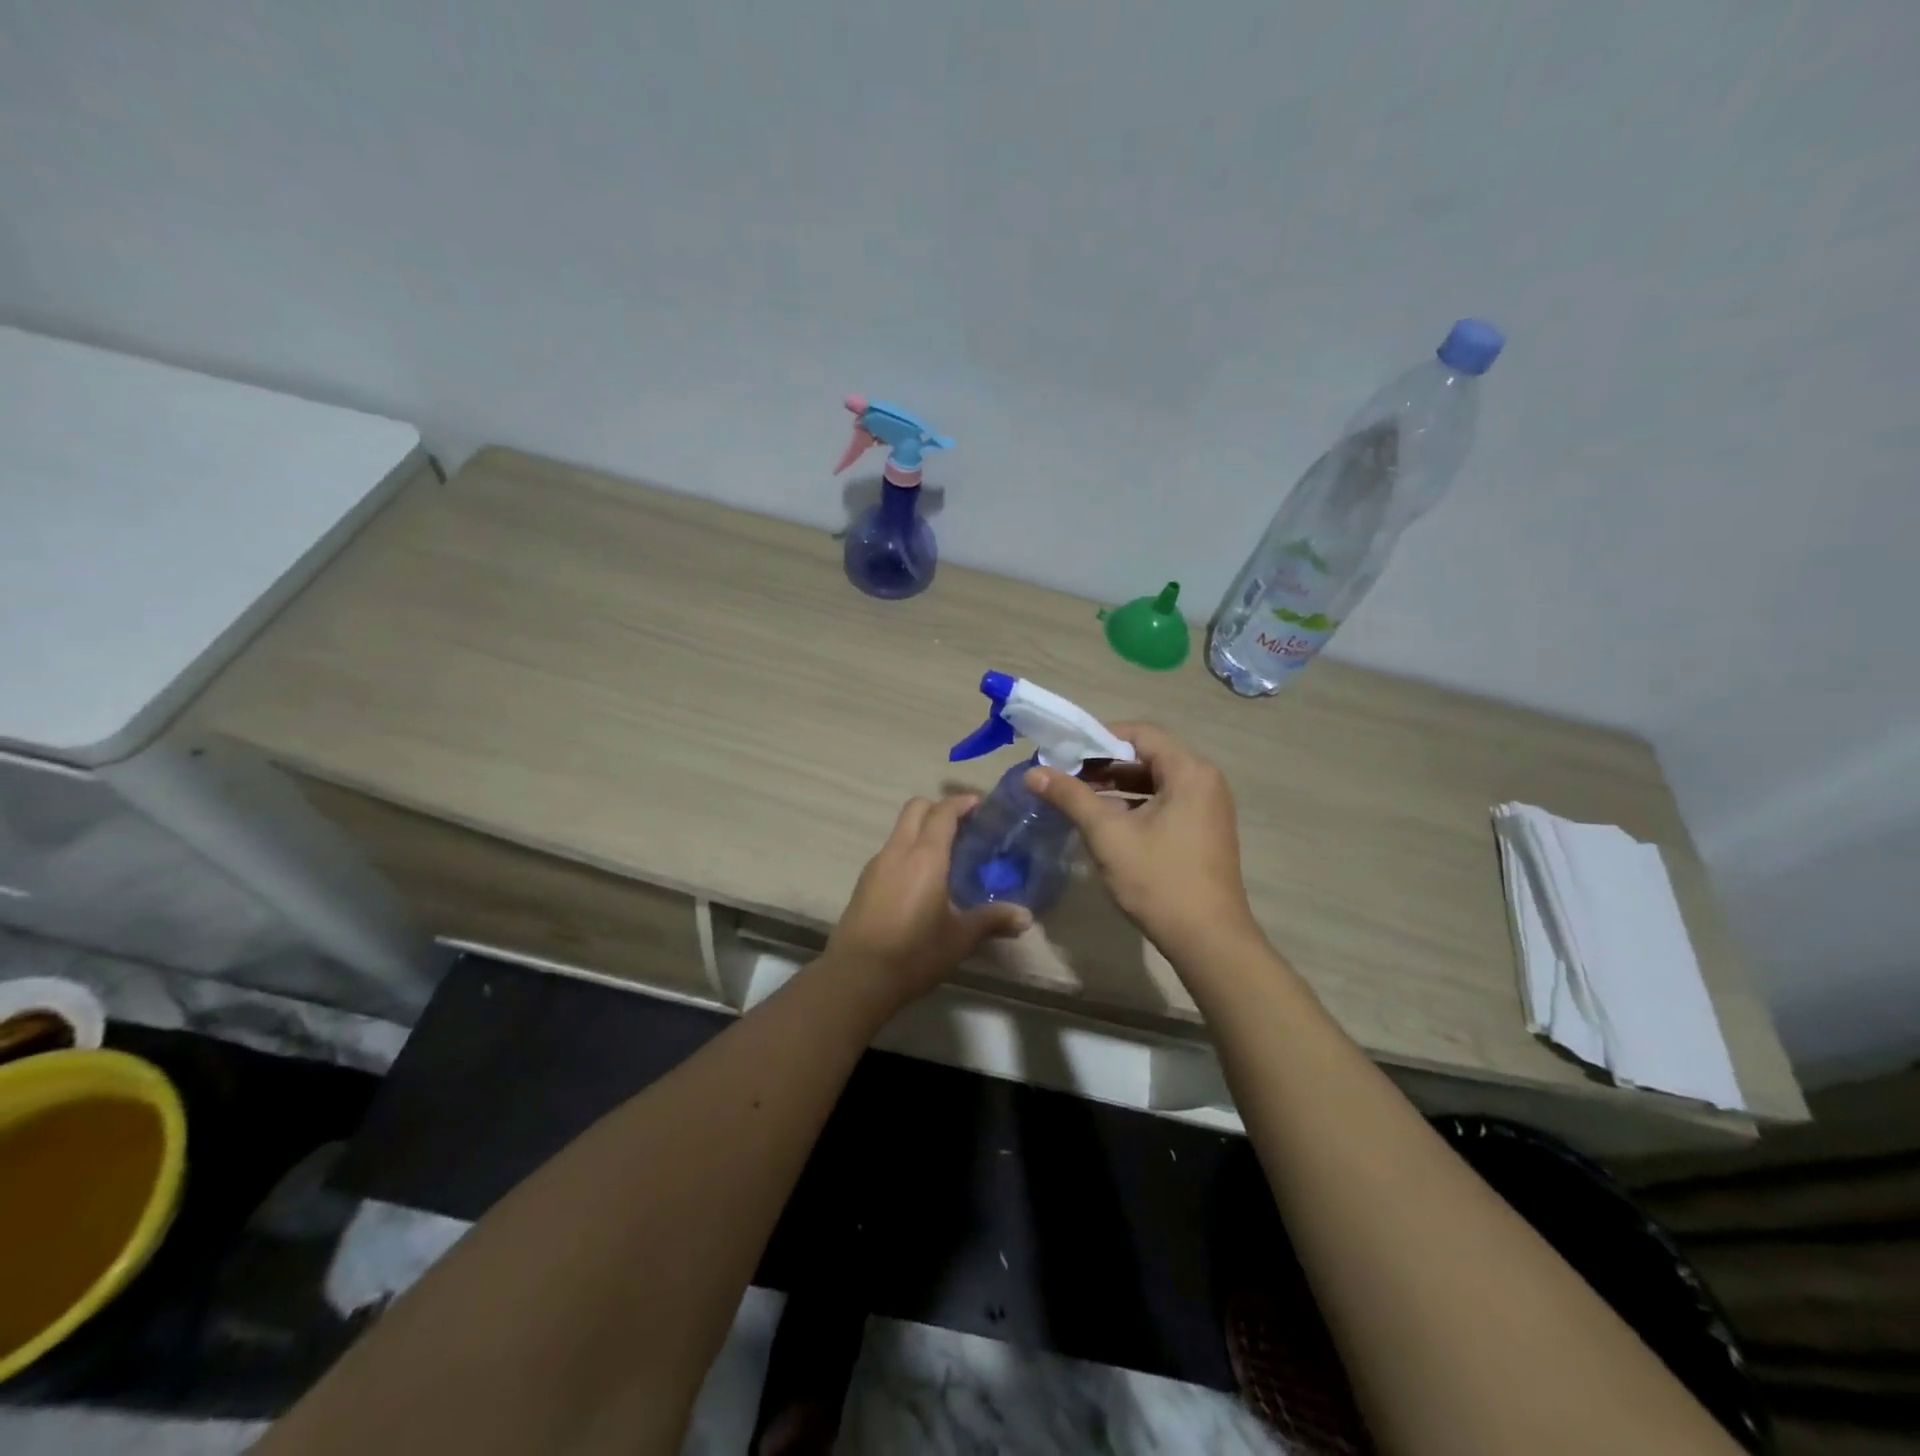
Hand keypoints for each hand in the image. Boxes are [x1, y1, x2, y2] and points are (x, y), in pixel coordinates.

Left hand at [825, 794, 1030, 1007]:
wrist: (857, 977)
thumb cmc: (914, 954)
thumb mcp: (959, 939)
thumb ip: (992, 921)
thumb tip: (1026, 917)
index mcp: (925, 857)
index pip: (942, 812)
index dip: (961, 803)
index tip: (980, 805)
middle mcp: (898, 851)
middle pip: (915, 808)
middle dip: (939, 808)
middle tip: (963, 826)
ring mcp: (876, 865)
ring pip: (900, 830)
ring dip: (921, 830)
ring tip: (945, 855)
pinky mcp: (863, 882)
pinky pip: (890, 852)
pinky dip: (907, 851)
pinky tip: (920, 880)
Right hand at [1026, 723, 1260, 957]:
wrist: (1208, 940)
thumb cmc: (1159, 880)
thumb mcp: (1108, 834)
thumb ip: (1071, 797)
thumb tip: (1033, 772)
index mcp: (1190, 771)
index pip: (1140, 733)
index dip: (1098, 736)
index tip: (1064, 750)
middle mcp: (1205, 780)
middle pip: (1148, 754)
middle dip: (1104, 762)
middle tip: (1065, 773)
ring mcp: (1208, 806)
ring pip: (1156, 780)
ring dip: (1117, 784)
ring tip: (1078, 795)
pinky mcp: (1204, 829)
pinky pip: (1166, 801)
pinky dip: (1135, 803)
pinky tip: (1105, 819)